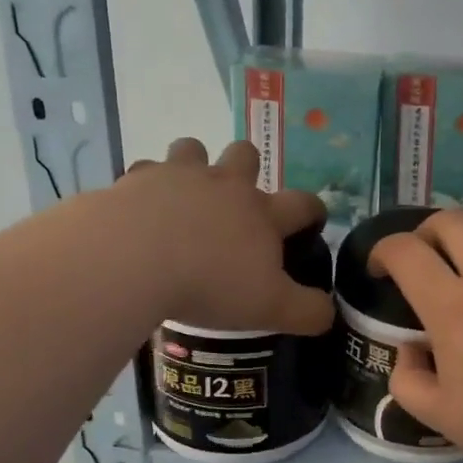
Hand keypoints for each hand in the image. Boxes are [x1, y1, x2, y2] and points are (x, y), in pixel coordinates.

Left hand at [117, 138, 334, 335]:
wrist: (133, 260)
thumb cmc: (210, 284)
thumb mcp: (270, 309)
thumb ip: (307, 312)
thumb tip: (329, 314)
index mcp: (262, 213)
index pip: (302, 203)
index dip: (313, 211)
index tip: (312, 222)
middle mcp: (224, 184)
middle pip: (246, 154)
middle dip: (247, 168)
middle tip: (236, 200)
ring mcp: (177, 176)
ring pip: (192, 148)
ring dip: (194, 164)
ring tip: (185, 195)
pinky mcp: (134, 181)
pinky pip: (142, 172)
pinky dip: (144, 188)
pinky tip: (139, 210)